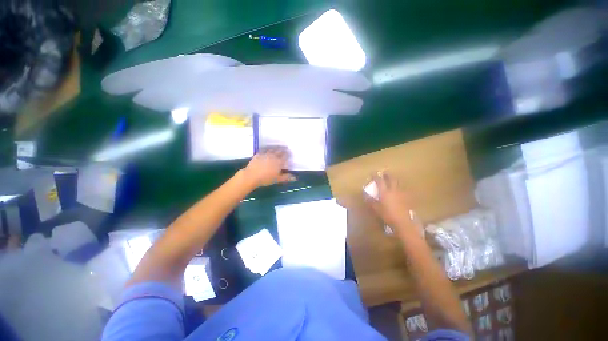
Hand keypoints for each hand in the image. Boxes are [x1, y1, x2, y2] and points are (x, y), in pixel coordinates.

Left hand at [242, 146, 295, 186]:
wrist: (251, 176)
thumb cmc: (266, 179)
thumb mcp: (277, 179)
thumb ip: (286, 177)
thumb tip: (295, 177)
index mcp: (279, 162)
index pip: (286, 156)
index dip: (288, 154)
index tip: (290, 153)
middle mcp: (273, 156)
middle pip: (280, 151)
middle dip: (283, 149)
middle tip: (286, 148)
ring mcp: (266, 153)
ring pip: (273, 149)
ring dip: (277, 147)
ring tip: (279, 147)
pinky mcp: (259, 153)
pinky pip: (265, 149)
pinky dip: (268, 148)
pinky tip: (268, 149)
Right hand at [365, 171, 418, 234]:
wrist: (403, 222)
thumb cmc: (387, 215)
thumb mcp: (376, 208)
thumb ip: (371, 201)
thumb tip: (365, 195)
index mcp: (384, 192)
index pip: (379, 181)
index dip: (376, 176)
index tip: (373, 173)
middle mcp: (393, 190)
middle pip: (391, 179)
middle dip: (387, 174)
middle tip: (384, 172)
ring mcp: (401, 193)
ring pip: (398, 183)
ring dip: (394, 180)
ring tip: (391, 179)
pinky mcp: (406, 198)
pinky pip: (402, 190)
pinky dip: (399, 188)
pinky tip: (398, 190)